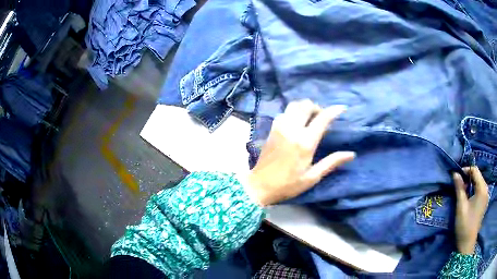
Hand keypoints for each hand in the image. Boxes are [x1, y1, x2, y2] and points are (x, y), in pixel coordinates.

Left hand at [245, 100, 354, 205]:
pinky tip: (297, 122)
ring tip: (310, 118)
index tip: (342, 108)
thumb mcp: (312, 177)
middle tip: (323, 117)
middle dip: (318, 107)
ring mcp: (280, 127)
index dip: (334, 110)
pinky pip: (284, 112)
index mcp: (305, 142)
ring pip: (294, 105)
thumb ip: (332, 162)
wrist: (260, 185)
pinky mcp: (272, 129)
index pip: (322, 118)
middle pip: (306, 105)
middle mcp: (292, 129)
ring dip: (305, 107)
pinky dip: (293, 112)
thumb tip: (351, 154)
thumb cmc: (288, 184)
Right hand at [453, 166, 488, 254]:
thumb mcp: (461, 207)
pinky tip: (469, 198)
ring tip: (463, 192)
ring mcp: (486, 196)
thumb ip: (459, 189)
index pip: (475, 171)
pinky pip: (480, 189)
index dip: (466, 170)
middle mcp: (486, 189)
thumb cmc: (465, 225)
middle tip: (459, 185)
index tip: (457, 176)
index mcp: (482, 189)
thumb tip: (455, 174)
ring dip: (471, 184)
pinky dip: (474, 190)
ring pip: (479, 182)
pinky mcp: (485, 202)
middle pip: (478, 176)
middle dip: (469, 177)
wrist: (467, 244)